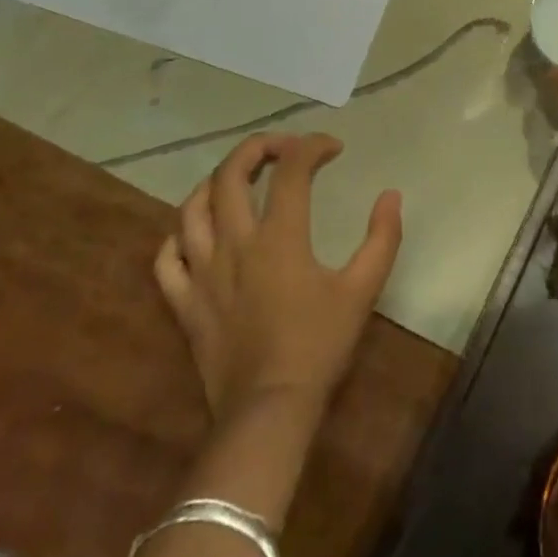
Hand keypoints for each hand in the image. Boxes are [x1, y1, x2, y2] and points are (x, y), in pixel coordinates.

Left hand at [153, 133, 401, 421]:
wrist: (269, 410)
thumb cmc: (319, 345)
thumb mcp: (363, 288)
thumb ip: (382, 237)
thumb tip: (391, 195)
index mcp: (280, 236)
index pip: (291, 169)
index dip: (312, 146)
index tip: (333, 148)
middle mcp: (235, 243)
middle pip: (230, 174)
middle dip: (256, 148)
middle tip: (283, 148)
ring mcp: (202, 272)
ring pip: (192, 208)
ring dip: (214, 182)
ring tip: (238, 178)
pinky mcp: (184, 302)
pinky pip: (167, 259)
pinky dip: (179, 236)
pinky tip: (198, 232)